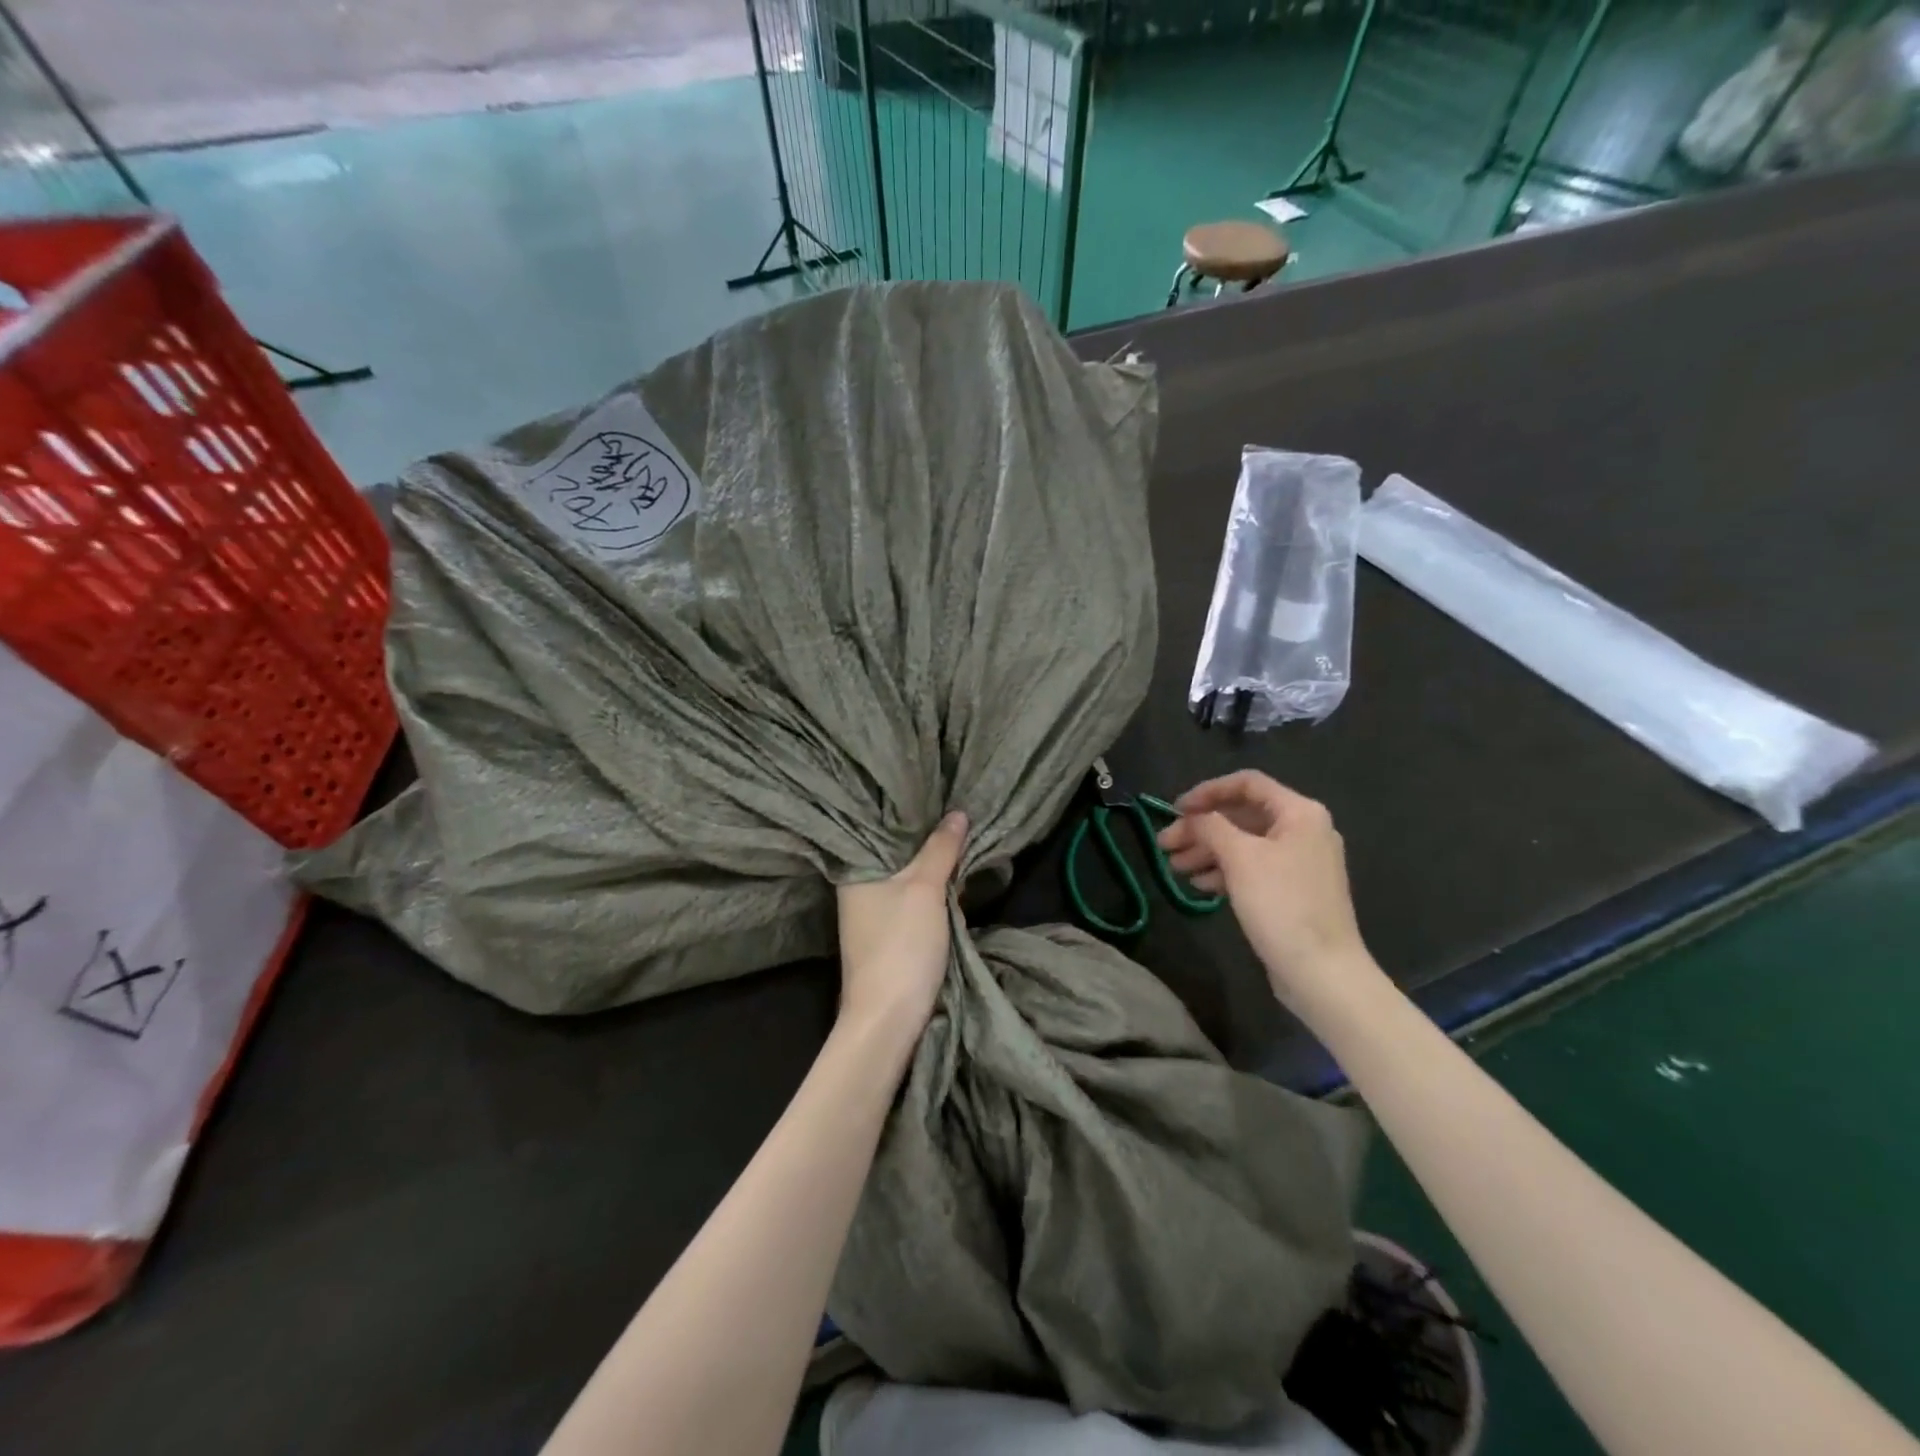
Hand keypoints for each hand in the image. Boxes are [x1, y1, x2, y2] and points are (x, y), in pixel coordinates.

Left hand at [835, 812, 968, 1038]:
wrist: (888, 1018)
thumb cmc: (901, 944)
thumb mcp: (925, 888)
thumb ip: (941, 849)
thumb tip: (957, 813)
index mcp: (855, 871)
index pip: (878, 827)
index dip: (907, 812)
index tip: (934, 792)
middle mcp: (857, 889)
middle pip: (895, 853)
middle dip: (925, 839)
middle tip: (956, 812)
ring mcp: (871, 915)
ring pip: (906, 878)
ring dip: (931, 866)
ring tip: (959, 837)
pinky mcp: (888, 935)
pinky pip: (911, 899)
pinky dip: (930, 890)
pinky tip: (952, 878)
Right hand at [1157, 772, 1379, 1018]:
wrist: (1322, 972)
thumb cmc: (1281, 904)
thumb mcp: (1240, 858)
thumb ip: (1211, 826)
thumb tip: (1192, 817)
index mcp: (1299, 813)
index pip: (1247, 784)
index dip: (1207, 791)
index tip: (1175, 810)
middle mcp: (1303, 830)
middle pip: (1242, 815)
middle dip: (1201, 828)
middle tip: (1165, 845)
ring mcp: (1300, 862)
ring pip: (1244, 844)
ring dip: (1207, 851)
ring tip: (1175, 868)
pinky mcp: (1293, 890)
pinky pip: (1253, 868)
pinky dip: (1225, 871)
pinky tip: (1200, 885)